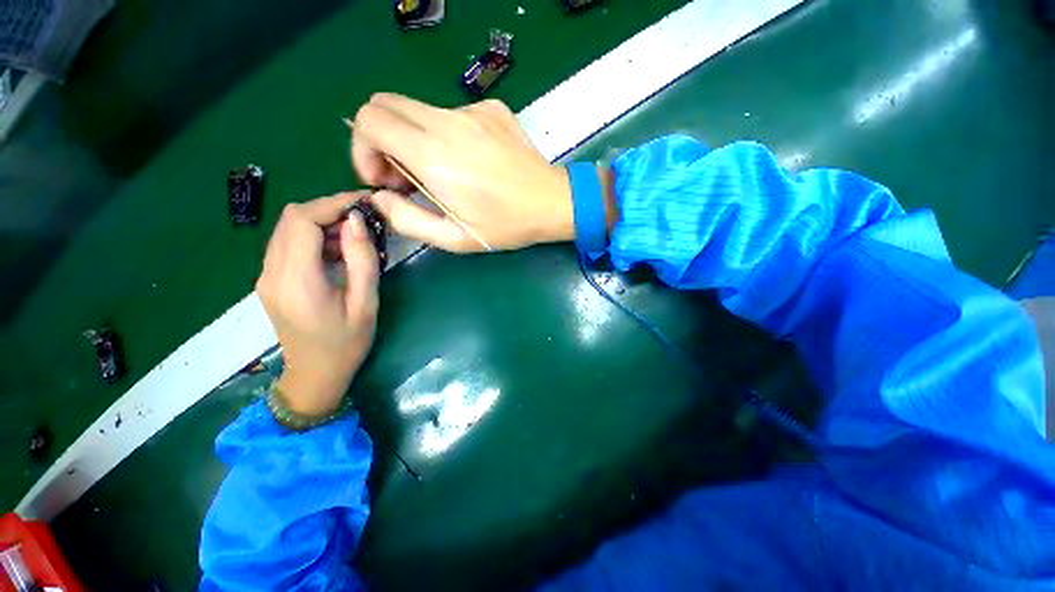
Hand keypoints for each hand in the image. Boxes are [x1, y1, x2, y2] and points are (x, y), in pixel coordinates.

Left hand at [256, 193, 379, 416]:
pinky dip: (313, 237)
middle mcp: (272, 272)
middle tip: (363, 218)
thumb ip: (362, 260)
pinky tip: (337, 251)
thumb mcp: (366, 303)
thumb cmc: (347, 343)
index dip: (334, 203)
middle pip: (292, 219)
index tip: (365, 202)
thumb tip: (357, 221)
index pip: (304, 221)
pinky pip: (287, 244)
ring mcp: (266, 276)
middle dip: (329, 209)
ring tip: (354, 236)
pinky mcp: (270, 280)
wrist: (315, 375)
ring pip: (287, 228)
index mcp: (297, 280)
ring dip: (321, 222)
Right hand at [351, 93, 574, 252]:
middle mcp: (448, 121)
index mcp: (434, 155)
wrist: (553, 203)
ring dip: (415, 139)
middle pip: (385, 104)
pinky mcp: (491, 108)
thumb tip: (380, 197)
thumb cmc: (506, 226)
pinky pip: (451, 114)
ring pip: (418, 109)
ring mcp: (472, 109)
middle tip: (406, 176)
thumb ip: (407, 220)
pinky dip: (446, 135)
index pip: (369, 120)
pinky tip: (471, 162)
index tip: (386, 179)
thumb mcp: (454, 238)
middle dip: (381, 140)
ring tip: (443, 174)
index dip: (363, 149)